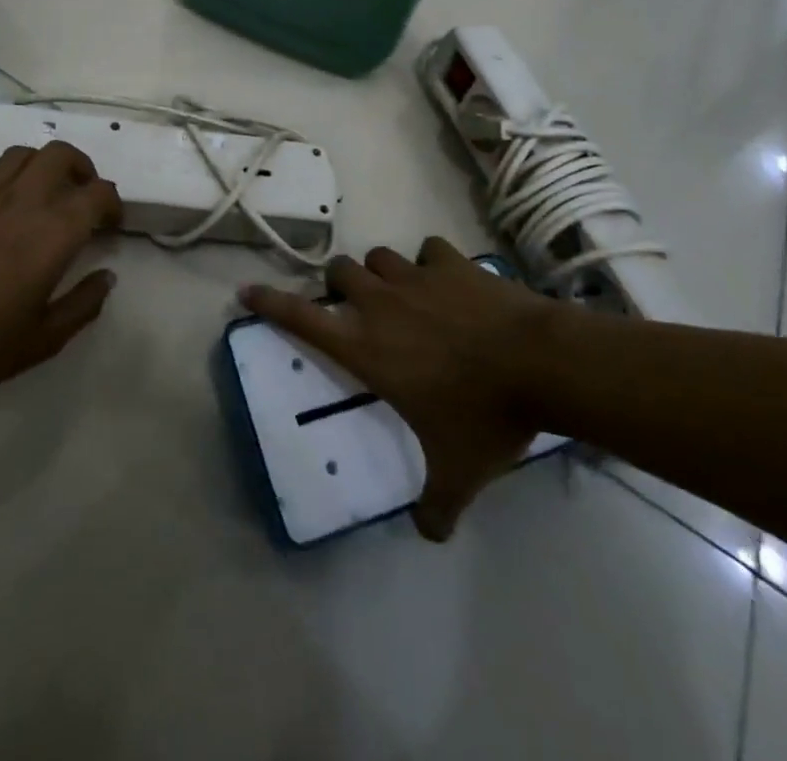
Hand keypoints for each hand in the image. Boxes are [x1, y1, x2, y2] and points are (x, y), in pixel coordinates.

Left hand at [0, 141, 122, 407]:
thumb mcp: (42, 340)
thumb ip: (82, 306)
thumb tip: (107, 278)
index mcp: (54, 230)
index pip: (99, 193)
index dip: (113, 204)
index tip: (111, 226)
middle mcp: (23, 199)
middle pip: (60, 154)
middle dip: (80, 167)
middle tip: (82, 195)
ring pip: (20, 153)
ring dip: (39, 166)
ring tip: (41, 192)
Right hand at [241, 237, 565, 540]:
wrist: (538, 364)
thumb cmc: (484, 416)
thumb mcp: (457, 472)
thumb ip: (436, 506)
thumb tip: (429, 536)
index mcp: (367, 348)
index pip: (303, 319)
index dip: (271, 304)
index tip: (248, 290)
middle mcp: (381, 304)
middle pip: (339, 271)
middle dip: (341, 285)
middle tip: (358, 307)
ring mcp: (415, 277)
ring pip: (378, 256)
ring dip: (382, 273)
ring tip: (402, 294)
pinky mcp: (450, 262)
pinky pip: (427, 249)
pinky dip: (430, 262)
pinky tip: (446, 280)